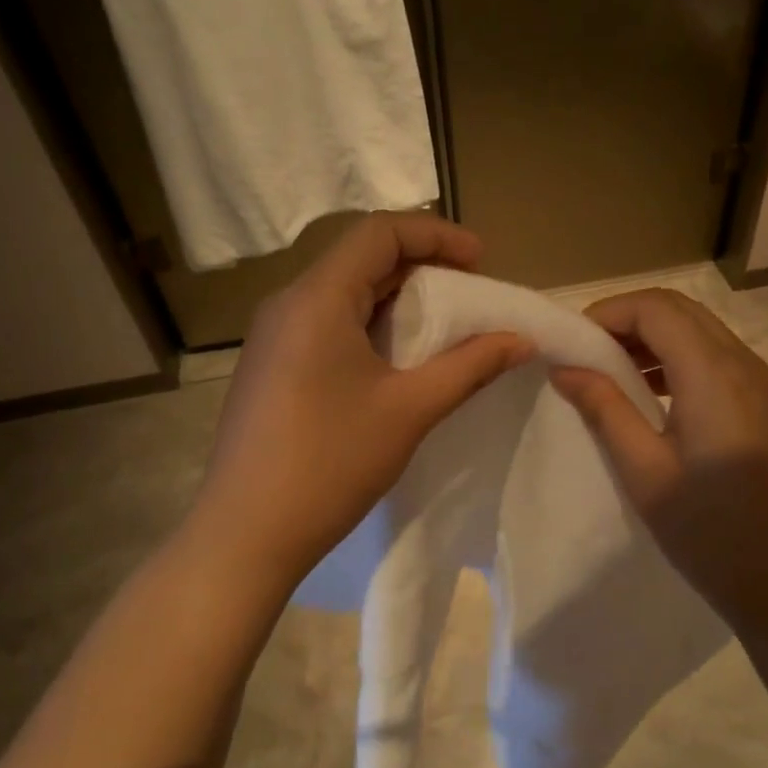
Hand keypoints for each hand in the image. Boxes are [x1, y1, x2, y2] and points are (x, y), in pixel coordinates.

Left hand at [194, 214, 532, 588]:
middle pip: (360, 258)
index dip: (437, 235)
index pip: (379, 233)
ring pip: (343, 292)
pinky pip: (326, 323)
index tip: (482, 261)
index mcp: (317, 298)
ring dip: (396, 298)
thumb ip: (470, 366)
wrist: (246, 534)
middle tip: (471, 293)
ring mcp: (273, 336)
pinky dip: (369, 325)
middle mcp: (288, 304)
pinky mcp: (270, 366)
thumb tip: (521, 340)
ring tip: (442, 325)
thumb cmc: (330, 463)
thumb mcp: (410, 410)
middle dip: (422, 266)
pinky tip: (395, 360)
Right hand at [549, 290, 767, 627]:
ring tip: (617, 376)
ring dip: (658, 340)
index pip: (657, 309)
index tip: (573, 343)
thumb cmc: (712, 533)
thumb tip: (565, 368)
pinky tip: (660, 400)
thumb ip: (604, 410)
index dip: (609, 312)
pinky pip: (724, 362)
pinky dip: (684, 362)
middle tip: (589, 354)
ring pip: (706, 334)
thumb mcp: (645, 473)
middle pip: (683, 312)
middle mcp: (748, 366)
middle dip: (631, 320)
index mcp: (715, 375)